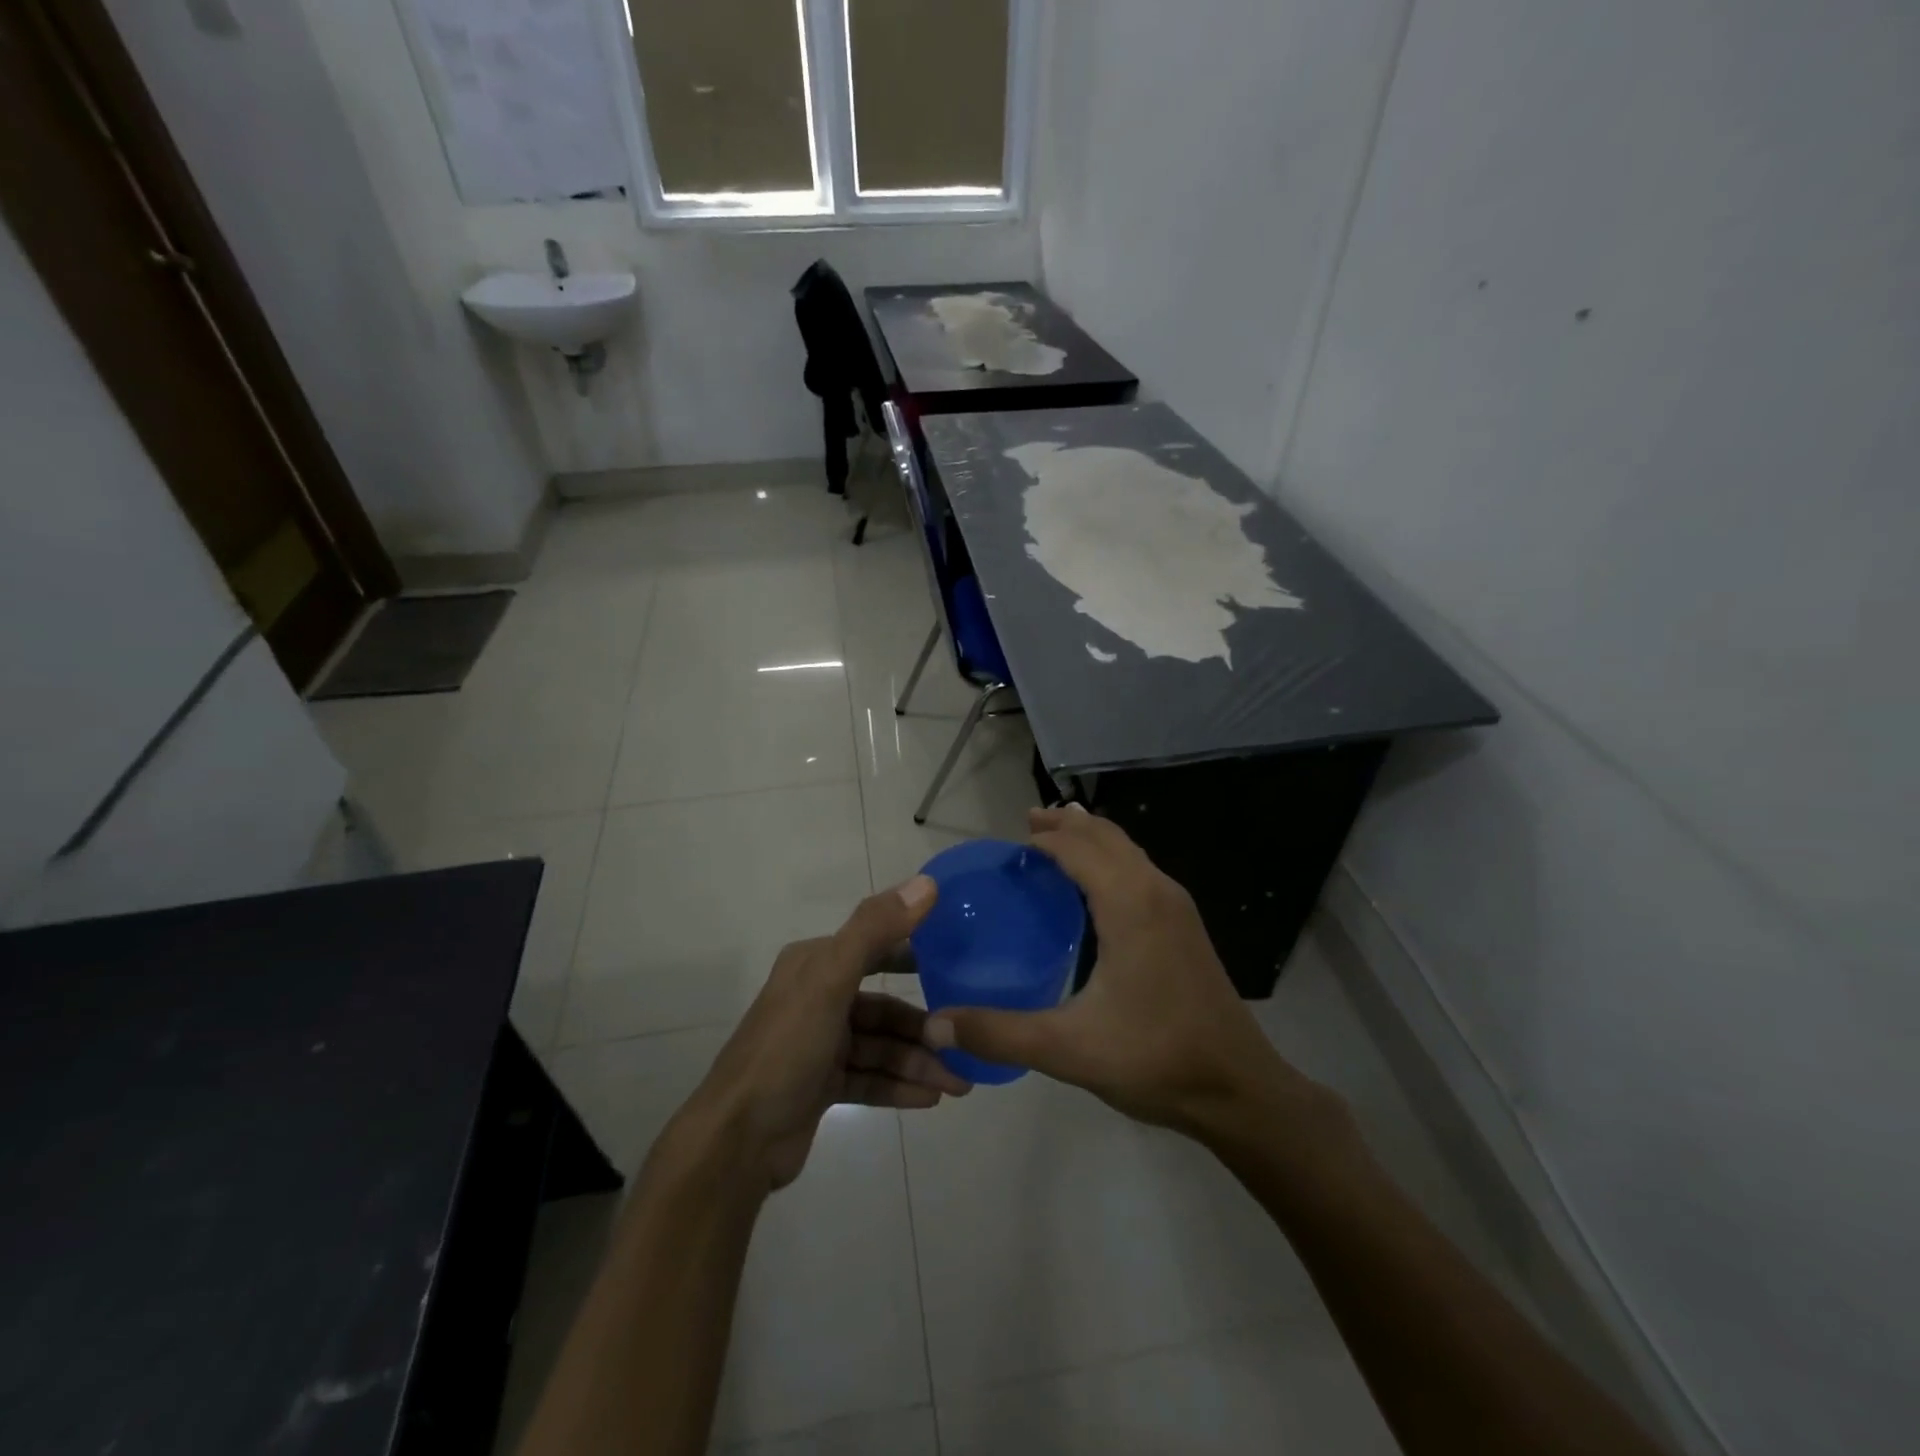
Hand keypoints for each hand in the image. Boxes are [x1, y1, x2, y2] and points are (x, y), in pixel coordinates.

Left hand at [676, 877, 969, 1191]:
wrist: (736, 1140)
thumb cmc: (786, 1048)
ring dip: (918, 1062)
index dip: (916, 951)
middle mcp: (818, 998)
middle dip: (924, 1026)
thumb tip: (927, 884)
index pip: (875, 946)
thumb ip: (875, 930)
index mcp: (815, 964)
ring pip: (881, 1047)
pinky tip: (932, 1099)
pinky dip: (900, 1085)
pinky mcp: (822, 1085)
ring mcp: (820, 1044)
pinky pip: (871, 1078)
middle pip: (883, 1006)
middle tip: (965, 1041)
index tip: (960, 961)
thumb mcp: (830, 980)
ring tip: (959, 1082)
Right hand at [924, 807, 1319, 1137]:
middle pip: (1105, 835)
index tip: (1008, 847)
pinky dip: (1112, 860)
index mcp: (1129, 903)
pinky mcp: (1186, 926)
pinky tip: (1096, 890)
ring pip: (1129, 850)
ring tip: (1056, 842)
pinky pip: (1141, 870)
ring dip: (1092, 838)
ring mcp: (1177, 906)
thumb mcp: (1068, 1049)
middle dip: (1065, 825)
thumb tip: (937, 1023)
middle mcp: (1156, 890)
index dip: (1042, 839)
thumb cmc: (1154, 1058)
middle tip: (1027, 825)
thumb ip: (999, 1033)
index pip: (1077, 847)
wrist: (1238, 1089)